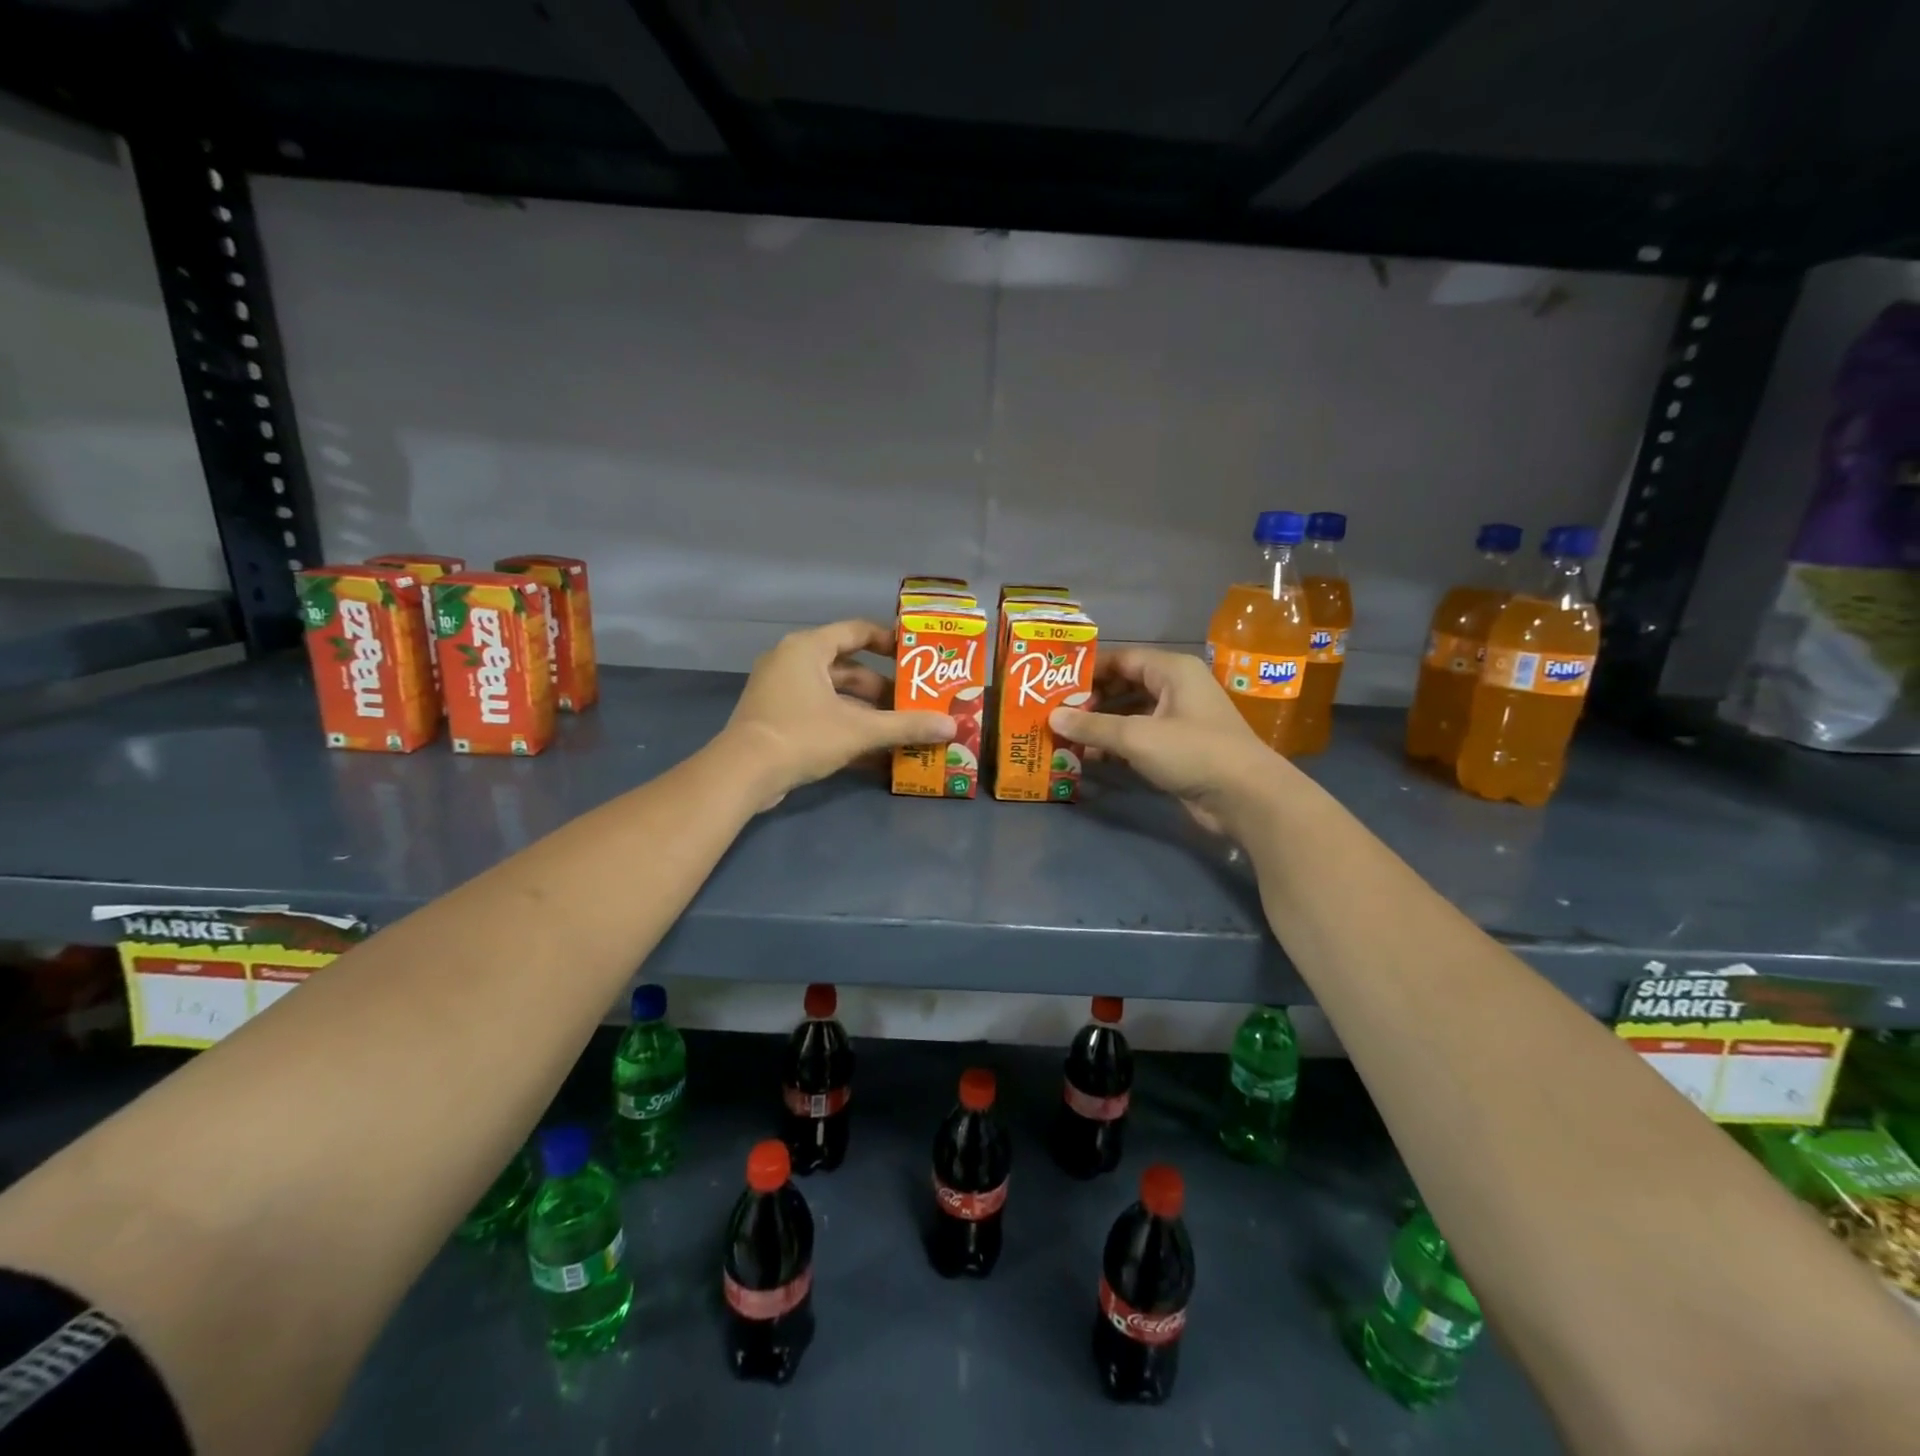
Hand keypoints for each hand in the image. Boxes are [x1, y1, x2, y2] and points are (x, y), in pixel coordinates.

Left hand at [724, 619, 955, 808]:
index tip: (916, 656)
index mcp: (808, 648)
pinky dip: (845, 728)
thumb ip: (906, 726)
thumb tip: (952, 727)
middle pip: (848, 668)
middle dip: (882, 689)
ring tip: (899, 729)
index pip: (856, 631)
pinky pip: (819, 715)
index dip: (889, 641)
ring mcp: (780, 692)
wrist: (742, 774)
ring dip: (866, 712)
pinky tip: (874, 755)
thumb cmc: (802, 735)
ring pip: (834, 695)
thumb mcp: (860, 730)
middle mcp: (791, 662)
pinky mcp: (776, 719)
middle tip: (913, 703)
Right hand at [1049, 647, 1288, 834]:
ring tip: (1065, 736)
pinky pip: (1139, 739)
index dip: (1089, 670)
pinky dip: (1116, 746)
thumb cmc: (1192, 751)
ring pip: (1131, 715)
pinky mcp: (1179, 750)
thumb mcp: (1136, 736)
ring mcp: (1179, 721)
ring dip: (1101, 726)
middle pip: (1125, 686)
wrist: (1246, 797)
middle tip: (1056, 713)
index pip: (1122, 659)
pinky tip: (1090, 758)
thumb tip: (1052, 717)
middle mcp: (1176, 689)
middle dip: (1091, 700)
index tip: (1055, 683)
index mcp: (1172, 671)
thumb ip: (1092, 726)